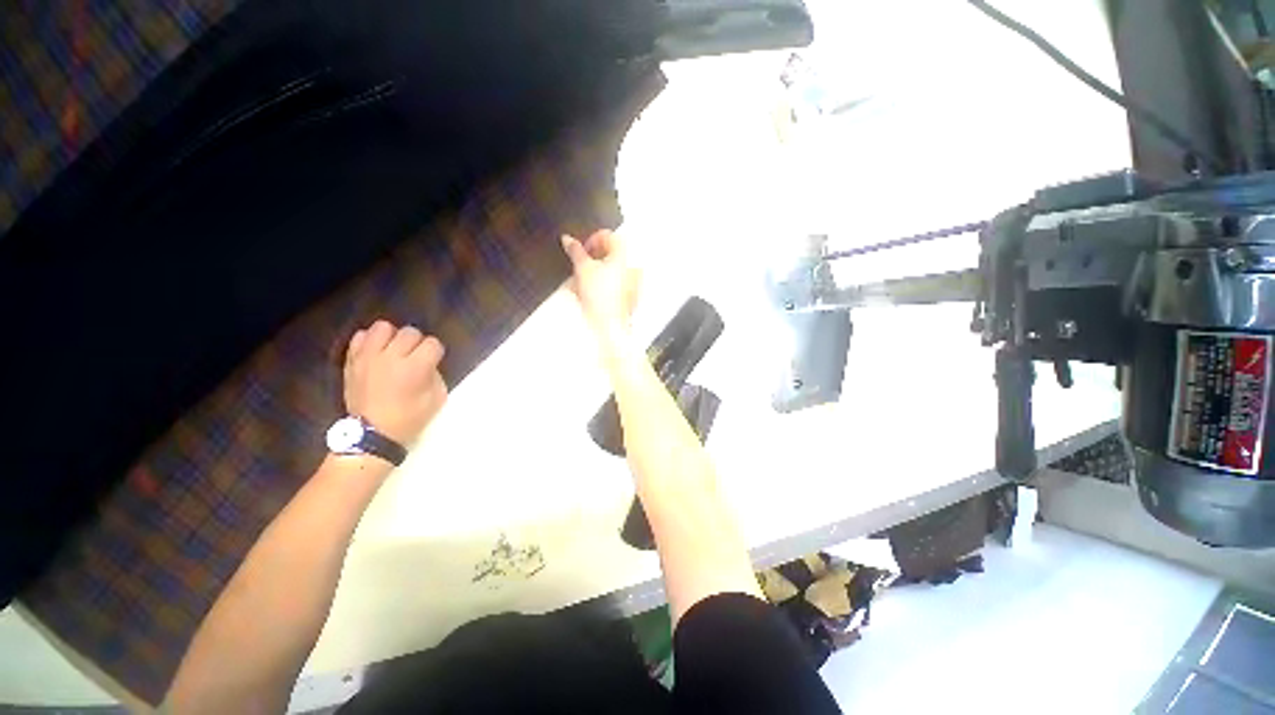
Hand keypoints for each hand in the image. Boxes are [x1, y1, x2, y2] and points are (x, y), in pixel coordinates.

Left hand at [344, 321, 447, 445]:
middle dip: (417, 343)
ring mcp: (368, 357)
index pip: (433, 344)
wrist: (371, 434)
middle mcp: (391, 357)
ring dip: (393, 336)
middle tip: (415, 357)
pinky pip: (360, 336)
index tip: (433, 362)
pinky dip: (370, 340)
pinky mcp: (351, 360)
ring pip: (384, 327)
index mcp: (415, 368)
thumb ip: (435, 375)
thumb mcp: (436, 399)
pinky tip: (376, 352)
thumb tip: (428, 363)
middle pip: (410, 332)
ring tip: (394, 349)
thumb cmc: (409, 418)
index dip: (436, 352)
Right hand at [561, 230, 640, 339]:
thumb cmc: (601, 296)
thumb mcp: (582, 268)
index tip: (579, 251)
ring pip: (609, 271)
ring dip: (593, 274)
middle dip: (590, 259)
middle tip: (577, 267)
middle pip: (609, 254)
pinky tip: (587, 295)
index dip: (590, 240)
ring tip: (578, 284)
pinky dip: (600, 286)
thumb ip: (575, 250)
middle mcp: (633, 266)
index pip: (607, 236)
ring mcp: (633, 283)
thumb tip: (568, 239)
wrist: (610, 325)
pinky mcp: (629, 297)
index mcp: (626, 254)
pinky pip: (613, 286)